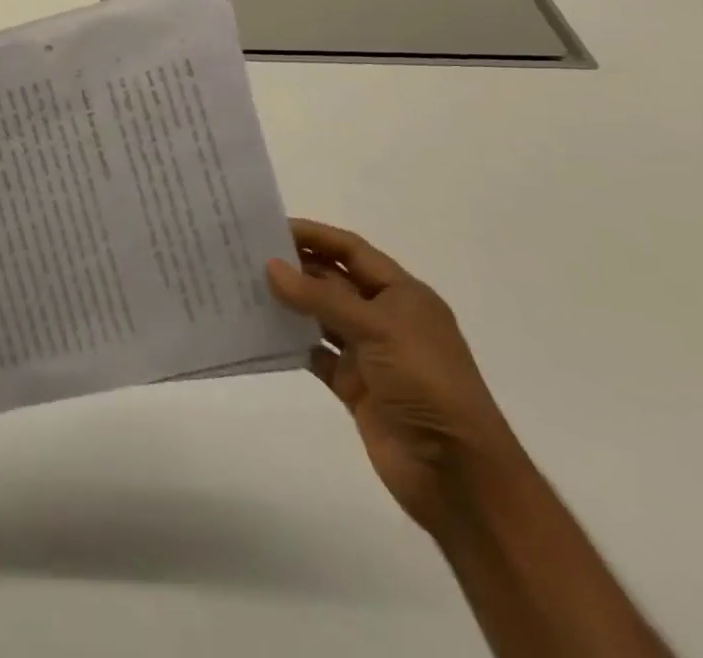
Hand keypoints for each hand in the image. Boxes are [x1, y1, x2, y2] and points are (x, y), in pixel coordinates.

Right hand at [267, 219, 522, 534]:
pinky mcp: (354, 387)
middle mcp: (385, 318)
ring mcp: (369, 354)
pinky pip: (315, 354)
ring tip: (244, 286)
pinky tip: (259, 330)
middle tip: (246, 254)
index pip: (352, 251)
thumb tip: (271, 266)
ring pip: (320, 316)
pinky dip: (291, 342)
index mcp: (403, 295)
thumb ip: (321, 298)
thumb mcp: (377, 329)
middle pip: (333, 281)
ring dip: (289, 302)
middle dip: (295, 266)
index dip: (315, 235)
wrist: (458, 476)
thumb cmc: (426, 384)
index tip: (270, 227)